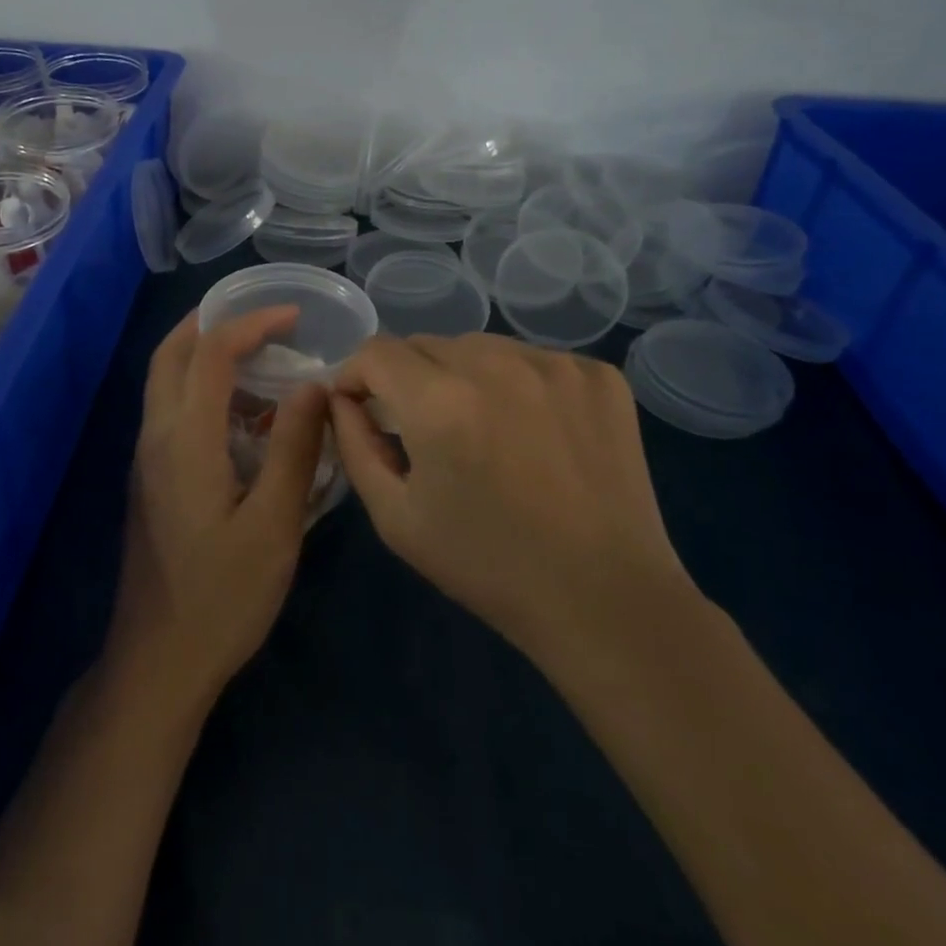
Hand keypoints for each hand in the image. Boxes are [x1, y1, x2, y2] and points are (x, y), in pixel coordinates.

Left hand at [106, 306, 330, 712]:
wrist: (158, 660)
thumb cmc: (223, 596)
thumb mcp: (273, 524)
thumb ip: (293, 448)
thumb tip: (314, 384)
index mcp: (186, 439)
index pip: (211, 353)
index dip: (251, 323)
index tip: (294, 316)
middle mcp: (156, 436)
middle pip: (171, 354)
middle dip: (213, 323)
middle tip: (263, 321)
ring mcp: (147, 457)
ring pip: (166, 381)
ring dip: (205, 356)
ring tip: (260, 360)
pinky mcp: (150, 478)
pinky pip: (171, 410)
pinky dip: (202, 389)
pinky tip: (243, 416)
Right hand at [329, 334, 695, 662]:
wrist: (604, 601)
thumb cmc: (487, 566)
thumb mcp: (395, 517)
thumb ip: (354, 445)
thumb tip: (341, 400)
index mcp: (439, 401)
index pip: (375, 350)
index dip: (357, 375)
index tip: (362, 406)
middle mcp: (496, 364)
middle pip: (426, 344)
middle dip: (408, 378)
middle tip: (423, 428)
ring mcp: (555, 364)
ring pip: (480, 347)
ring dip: (464, 376)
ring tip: (482, 428)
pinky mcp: (598, 376)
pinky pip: (533, 359)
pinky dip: (518, 383)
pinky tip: (533, 431)